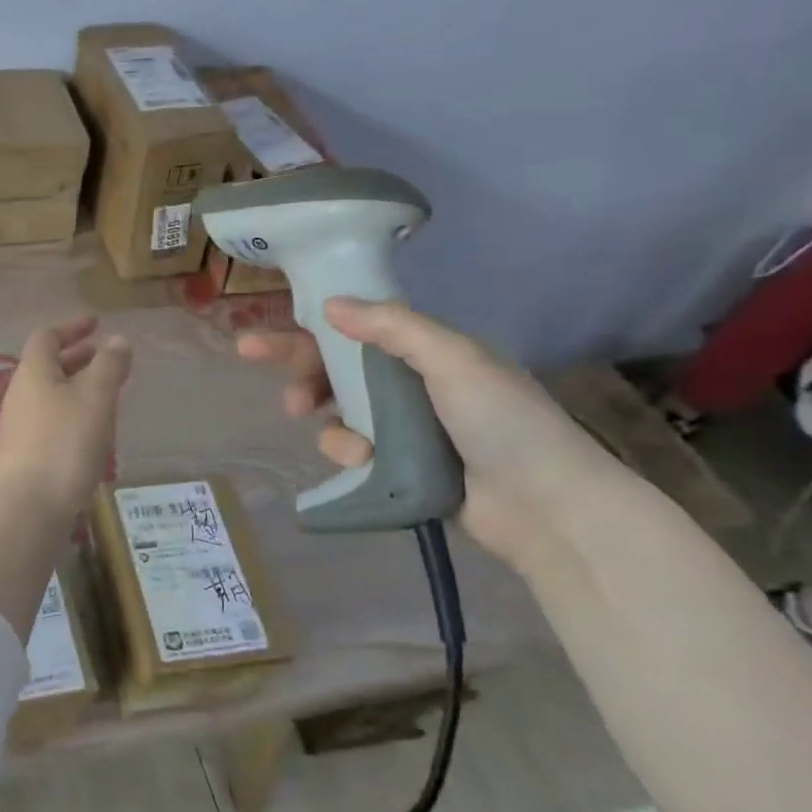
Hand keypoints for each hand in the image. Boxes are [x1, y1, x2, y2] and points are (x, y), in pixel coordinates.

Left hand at [0, 315, 132, 522]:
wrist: (29, 508)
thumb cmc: (65, 443)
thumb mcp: (96, 398)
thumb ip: (109, 365)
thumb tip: (116, 340)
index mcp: (33, 373)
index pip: (46, 337)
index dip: (71, 327)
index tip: (96, 324)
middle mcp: (20, 395)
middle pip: (46, 366)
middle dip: (77, 358)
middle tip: (106, 358)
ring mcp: (19, 426)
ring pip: (50, 394)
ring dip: (76, 386)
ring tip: (106, 394)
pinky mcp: (24, 454)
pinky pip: (50, 419)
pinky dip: (72, 412)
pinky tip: (92, 431)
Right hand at [237, 298, 616, 571]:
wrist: (545, 506)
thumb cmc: (503, 421)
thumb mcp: (454, 360)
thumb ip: (392, 328)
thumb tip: (329, 305)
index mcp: (426, 352)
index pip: (355, 329)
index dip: (309, 327)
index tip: (266, 333)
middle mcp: (410, 385)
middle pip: (337, 370)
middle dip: (303, 373)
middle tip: (274, 383)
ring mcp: (402, 428)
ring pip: (338, 413)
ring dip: (330, 423)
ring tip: (340, 440)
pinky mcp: (396, 467)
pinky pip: (352, 451)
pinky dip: (349, 454)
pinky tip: (363, 462)